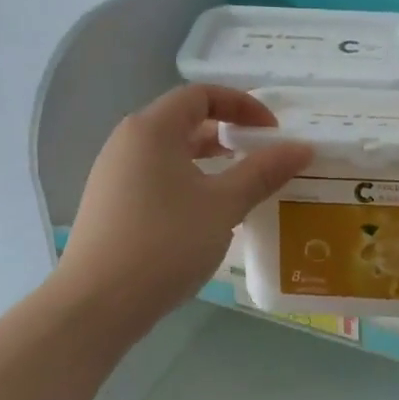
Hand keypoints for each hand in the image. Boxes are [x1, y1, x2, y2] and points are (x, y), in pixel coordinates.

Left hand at [59, 85, 312, 328]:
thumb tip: (302, 148)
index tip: (272, 131)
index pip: (201, 94)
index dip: (242, 105)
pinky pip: (157, 176)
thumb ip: (264, 171)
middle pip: (184, 120)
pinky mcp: (111, 204)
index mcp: (152, 129)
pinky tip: (207, 213)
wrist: (96, 305)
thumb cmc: (165, 243)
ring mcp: (114, 174)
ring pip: (170, 151)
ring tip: (241, 184)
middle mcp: (128, 141)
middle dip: (228, 132)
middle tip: (261, 156)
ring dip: (209, 159)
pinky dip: (188, 180)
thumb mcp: (224, 205)